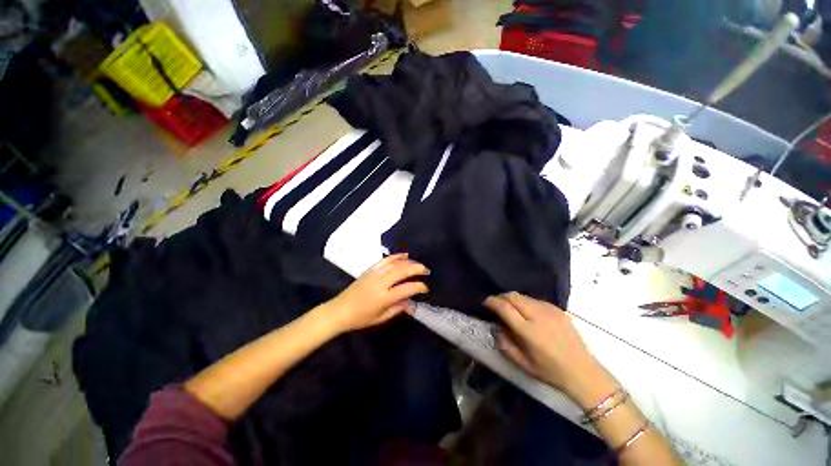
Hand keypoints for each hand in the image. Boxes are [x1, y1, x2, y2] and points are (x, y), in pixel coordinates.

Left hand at [327, 253, 428, 332]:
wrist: (340, 310)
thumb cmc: (361, 318)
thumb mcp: (381, 318)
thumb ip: (398, 309)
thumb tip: (412, 304)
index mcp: (384, 297)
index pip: (406, 288)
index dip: (419, 287)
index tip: (425, 288)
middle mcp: (381, 282)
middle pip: (402, 271)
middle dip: (417, 269)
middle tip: (426, 271)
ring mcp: (375, 274)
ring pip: (395, 263)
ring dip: (409, 262)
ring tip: (418, 264)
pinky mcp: (370, 269)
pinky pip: (386, 260)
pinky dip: (396, 256)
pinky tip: (404, 256)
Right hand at [484, 292, 618, 408]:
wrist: (584, 373)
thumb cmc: (550, 372)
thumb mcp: (523, 364)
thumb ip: (505, 345)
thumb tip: (496, 328)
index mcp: (529, 332)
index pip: (505, 308)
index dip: (492, 302)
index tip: (486, 302)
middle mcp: (539, 316)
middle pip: (513, 296)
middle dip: (501, 296)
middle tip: (496, 303)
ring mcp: (550, 311)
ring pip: (524, 296)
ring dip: (513, 299)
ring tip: (510, 307)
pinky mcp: (558, 310)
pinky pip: (536, 300)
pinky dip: (526, 302)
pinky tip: (527, 312)